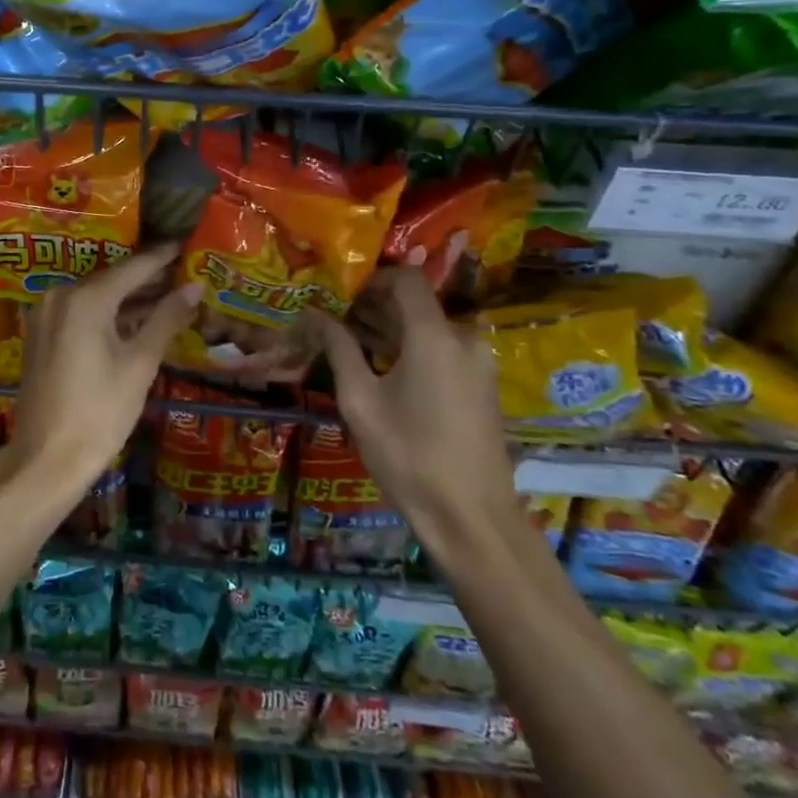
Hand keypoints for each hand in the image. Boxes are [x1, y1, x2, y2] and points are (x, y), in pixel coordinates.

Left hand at [9, 245, 200, 495]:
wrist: (46, 459)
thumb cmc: (100, 412)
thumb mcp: (140, 364)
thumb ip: (166, 319)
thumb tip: (194, 287)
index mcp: (86, 298)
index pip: (133, 268)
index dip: (161, 258)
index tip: (183, 244)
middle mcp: (60, 296)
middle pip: (112, 280)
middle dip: (147, 280)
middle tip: (182, 274)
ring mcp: (45, 314)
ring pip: (95, 297)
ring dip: (128, 299)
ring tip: (166, 296)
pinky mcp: (40, 334)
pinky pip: (79, 313)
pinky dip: (106, 314)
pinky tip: (132, 320)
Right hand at [317, 267, 519, 554]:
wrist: (471, 518)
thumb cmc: (408, 455)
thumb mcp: (360, 401)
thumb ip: (339, 348)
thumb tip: (314, 314)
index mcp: (434, 335)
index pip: (406, 279)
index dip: (372, 279)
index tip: (341, 296)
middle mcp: (463, 338)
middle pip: (416, 304)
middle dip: (375, 308)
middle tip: (338, 326)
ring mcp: (479, 362)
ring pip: (430, 328)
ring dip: (393, 331)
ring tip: (355, 350)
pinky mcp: (483, 385)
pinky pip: (444, 350)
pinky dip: (414, 350)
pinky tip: (386, 374)